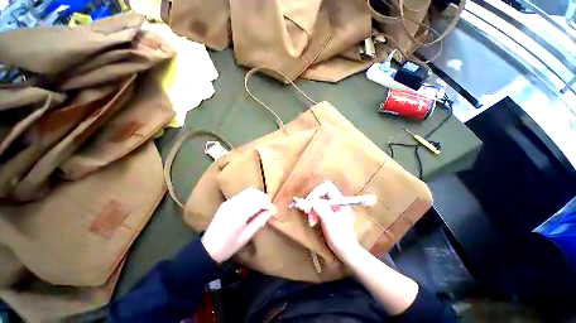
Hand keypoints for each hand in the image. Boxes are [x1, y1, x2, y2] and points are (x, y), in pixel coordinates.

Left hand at [201, 187, 275, 262]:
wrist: (207, 248)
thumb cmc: (228, 246)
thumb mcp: (246, 236)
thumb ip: (259, 221)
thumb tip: (271, 211)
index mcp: (238, 215)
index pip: (258, 203)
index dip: (268, 205)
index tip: (274, 210)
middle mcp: (233, 205)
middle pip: (253, 193)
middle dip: (264, 197)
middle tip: (269, 207)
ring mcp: (229, 202)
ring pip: (248, 191)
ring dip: (258, 195)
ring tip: (263, 205)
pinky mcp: (227, 202)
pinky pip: (243, 194)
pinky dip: (251, 196)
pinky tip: (253, 205)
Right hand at [295, 181, 359, 258]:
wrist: (345, 252)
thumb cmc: (340, 237)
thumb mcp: (329, 221)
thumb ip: (320, 208)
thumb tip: (310, 199)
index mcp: (340, 201)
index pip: (327, 187)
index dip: (317, 192)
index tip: (310, 202)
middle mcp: (335, 202)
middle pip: (320, 194)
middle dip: (312, 202)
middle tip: (307, 212)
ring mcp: (331, 208)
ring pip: (317, 201)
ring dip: (311, 209)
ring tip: (310, 220)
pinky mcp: (327, 214)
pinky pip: (317, 209)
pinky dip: (312, 213)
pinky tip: (312, 221)